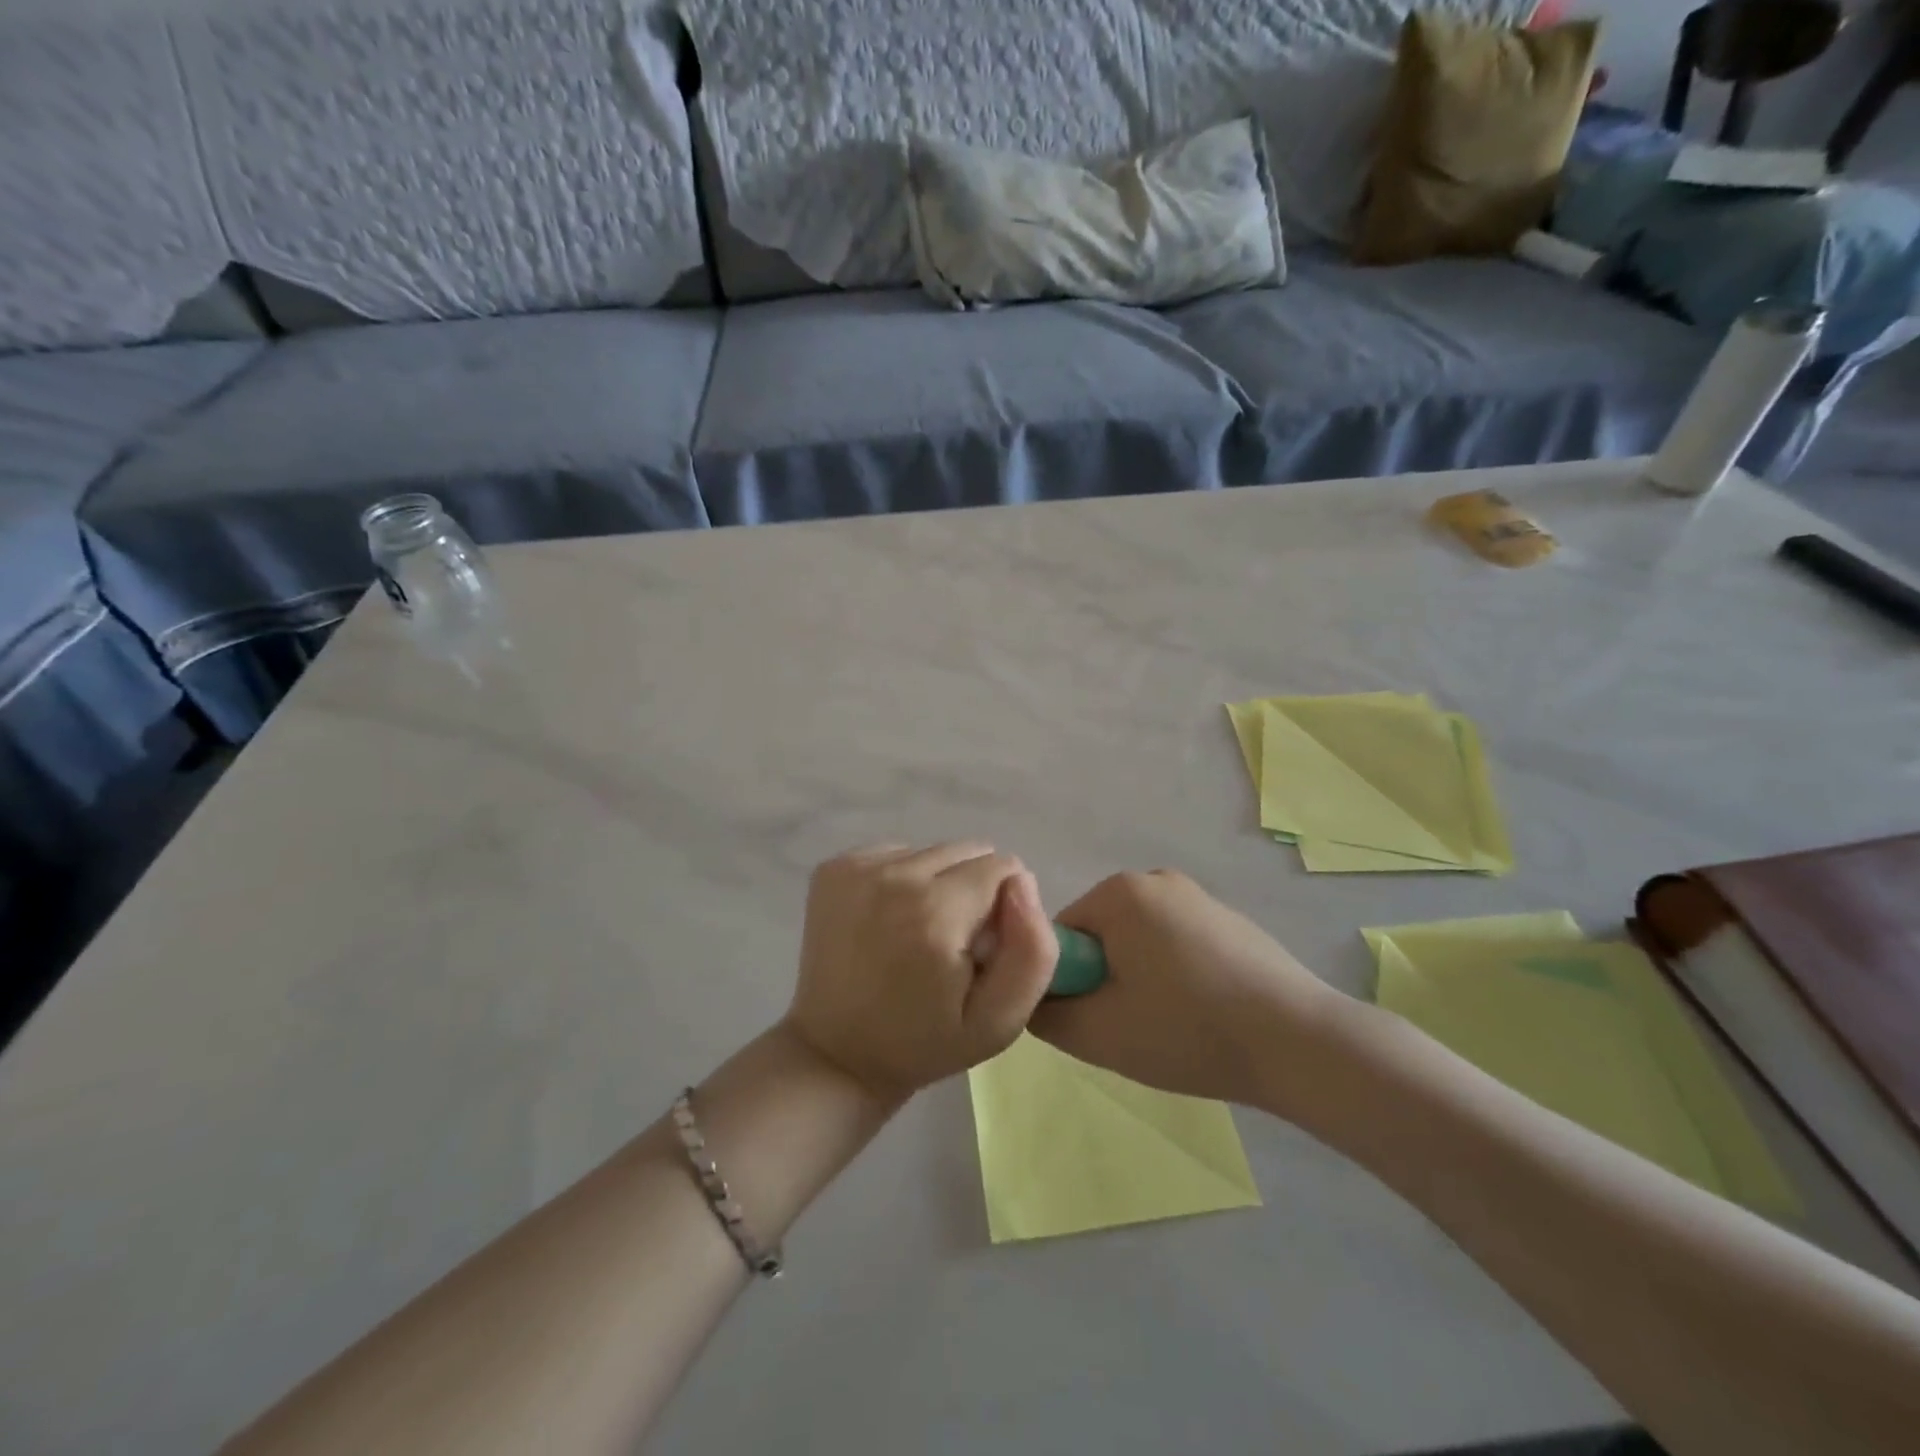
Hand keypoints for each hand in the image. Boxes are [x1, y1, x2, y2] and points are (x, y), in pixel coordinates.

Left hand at [784, 842, 1058, 1103]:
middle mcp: (894, 876)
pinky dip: (902, 880)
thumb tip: (1022, 881)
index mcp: (936, 912)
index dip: (1004, 908)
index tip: (982, 947)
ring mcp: (856, 868)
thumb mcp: (1000, 1020)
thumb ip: (1033, 950)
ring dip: (937, 884)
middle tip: (951, 943)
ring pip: (931, 851)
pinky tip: (888, 922)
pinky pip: (895, 853)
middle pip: (967, 851)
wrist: (836, 1054)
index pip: (1003, 868)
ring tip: (917, 934)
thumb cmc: (924, 1043)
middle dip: (973, 889)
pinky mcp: (833, 868)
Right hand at [1028, 869, 1344, 1110]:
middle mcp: (1155, 879)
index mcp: (1119, 892)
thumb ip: (1044, 1012)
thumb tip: (1033, 996)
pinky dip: (1175, 974)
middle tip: (1131, 1028)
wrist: (1298, 1042)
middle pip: (1100, 934)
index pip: (1060, 934)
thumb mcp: (1096, 1034)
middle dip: (1105, 978)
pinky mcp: (1228, 920)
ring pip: (1138, 941)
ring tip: (1170, 1026)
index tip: (1096, 1019)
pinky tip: (1203, 1013)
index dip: (1068, 981)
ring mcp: (1197, 896)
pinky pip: (1176, 943)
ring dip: (1139, 978)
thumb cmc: (1186, 1030)